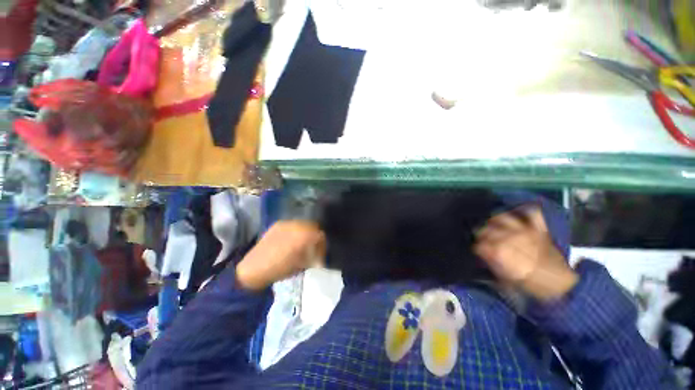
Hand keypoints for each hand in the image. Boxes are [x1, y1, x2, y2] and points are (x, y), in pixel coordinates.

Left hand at [236, 221, 325, 290]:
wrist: (253, 269)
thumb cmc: (280, 269)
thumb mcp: (301, 265)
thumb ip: (313, 256)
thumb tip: (320, 255)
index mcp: (303, 236)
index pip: (320, 235)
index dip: (322, 243)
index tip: (320, 251)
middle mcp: (296, 225)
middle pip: (313, 226)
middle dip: (315, 235)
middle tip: (313, 245)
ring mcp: (286, 223)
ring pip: (303, 223)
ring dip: (306, 231)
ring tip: (302, 241)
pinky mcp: (277, 224)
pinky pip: (292, 224)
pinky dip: (296, 230)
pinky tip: (291, 239)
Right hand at [474, 206, 577, 300]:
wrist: (561, 285)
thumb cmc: (531, 285)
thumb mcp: (506, 280)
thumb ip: (492, 264)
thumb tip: (482, 255)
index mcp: (500, 252)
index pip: (480, 244)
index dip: (477, 247)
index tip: (477, 250)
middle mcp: (510, 238)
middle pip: (487, 229)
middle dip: (481, 233)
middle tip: (481, 237)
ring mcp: (525, 232)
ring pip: (504, 218)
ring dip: (495, 219)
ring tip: (493, 223)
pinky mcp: (539, 230)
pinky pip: (533, 214)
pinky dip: (526, 211)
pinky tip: (518, 212)